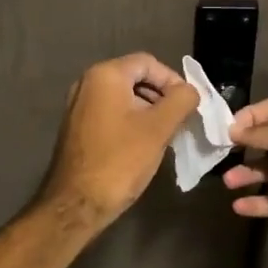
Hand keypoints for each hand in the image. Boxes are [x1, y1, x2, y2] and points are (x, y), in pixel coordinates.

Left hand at [34, 53, 198, 229]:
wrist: (77, 204)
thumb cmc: (120, 161)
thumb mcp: (159, 128)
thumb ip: (181, 101)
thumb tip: (190, 91)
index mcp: (105, 75)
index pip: (148, 63)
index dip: (173, 80)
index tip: (189, 105)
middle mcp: (87, 83)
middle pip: (135, 78)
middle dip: (161, 96)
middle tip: (181, 120)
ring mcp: (79, 106)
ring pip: (123, 97)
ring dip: (148, 110)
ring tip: (166, 135)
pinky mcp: (77, 127)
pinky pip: (111, 113)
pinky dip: (131, 122)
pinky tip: (144, 145)